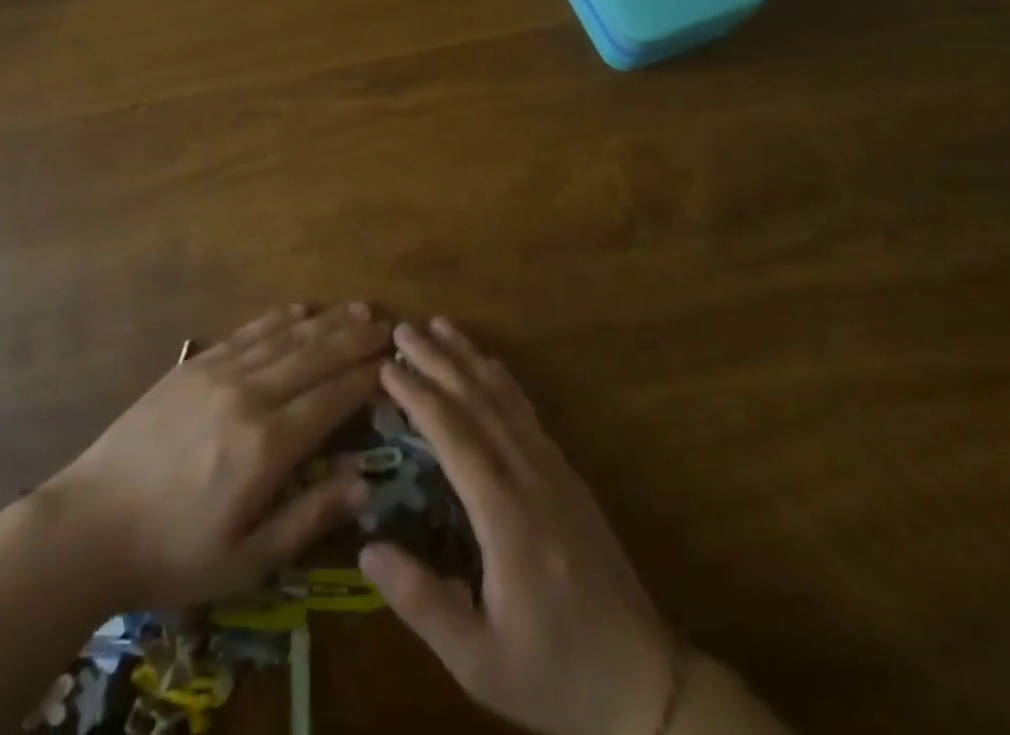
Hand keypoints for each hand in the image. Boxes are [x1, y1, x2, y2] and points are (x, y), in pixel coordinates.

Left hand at [41, 302, 386, 609]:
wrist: (90, 524)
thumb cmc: (172, 553)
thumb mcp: (246, 562)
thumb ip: (308, 518)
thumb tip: (363, 482)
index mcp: (267, 445)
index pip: (332, 398)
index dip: (366, 377)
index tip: (393, 362)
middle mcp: (250, 395)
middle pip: (315, 357)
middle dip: (354, 339)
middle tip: (386, 324)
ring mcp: (218, 372)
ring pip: (285, 337)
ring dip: (325, 322)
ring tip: (356, 309)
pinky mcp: (193, 365)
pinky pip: (246, 333)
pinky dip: (277, 318)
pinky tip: (298, 310)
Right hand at [359, 320, 679, 734]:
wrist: (643, 683)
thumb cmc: (553, 674)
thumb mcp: (478, 660)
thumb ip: (421, 602)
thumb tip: (366, 547)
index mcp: (505, 516)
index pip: (454, 435)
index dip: (418, 395)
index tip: (386, 365)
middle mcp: (530, 477)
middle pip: (478, 401)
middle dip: (438, 361)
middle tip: (403, 328)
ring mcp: (554, 470)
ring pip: (506, 398)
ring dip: (470, 358)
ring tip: (441, 326)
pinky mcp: (569, 475)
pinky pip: (528, 411)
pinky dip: (502, 379)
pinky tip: (489, 366)